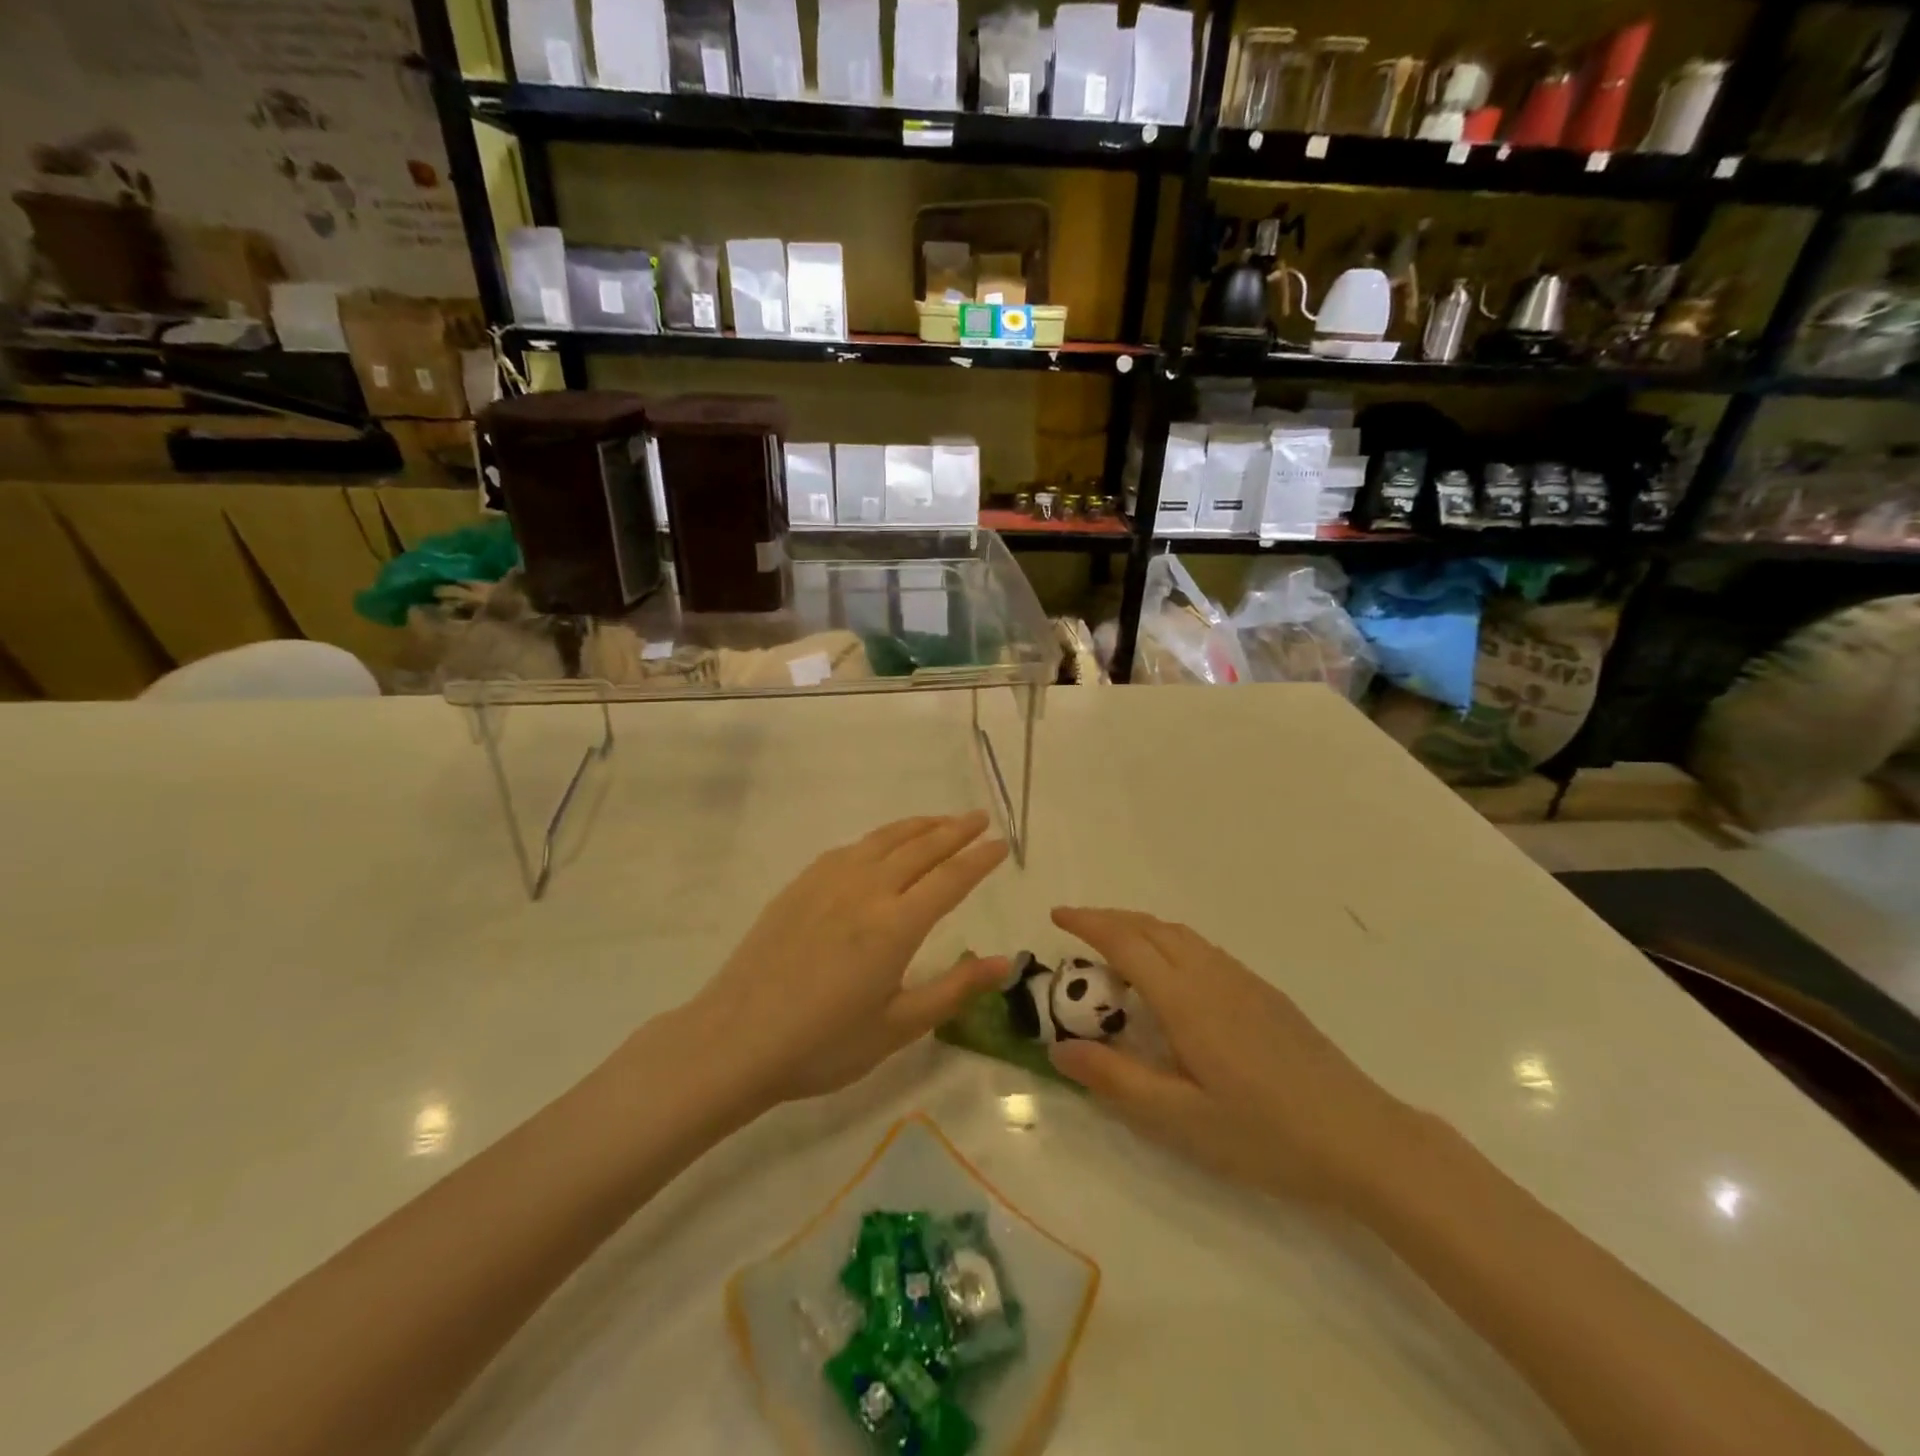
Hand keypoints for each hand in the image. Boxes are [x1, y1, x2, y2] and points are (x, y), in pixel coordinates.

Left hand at [685, 814, 1010, 1111]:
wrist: (735, 1040)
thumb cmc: (823, 1044)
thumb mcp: (898, 1027)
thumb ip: (954, 989)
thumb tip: (1003, 963)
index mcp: (896, 925)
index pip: (951, 878)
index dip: (980, 859)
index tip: (1003, 844)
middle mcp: (867, 890)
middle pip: (921, 847)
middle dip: (956, 830)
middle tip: (980, 818)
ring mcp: (829, 881)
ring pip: (884, 839)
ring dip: (919, 826)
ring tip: (941, 821)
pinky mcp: (801, 885)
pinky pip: (851, 848)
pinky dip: (879, 838)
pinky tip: (881, 846)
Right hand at [1047, 908, 1418, 1206]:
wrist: (1362, 1138)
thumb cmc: (1264, 1134)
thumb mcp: (1180, 1120)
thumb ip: (1116, 1080)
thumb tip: (1059, 1049)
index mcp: (1186, 1000)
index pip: (1126, 942)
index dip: (1088, 923)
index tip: (1056, 915)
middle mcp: (1212, 975)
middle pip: (1152, 927)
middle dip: (1109, 918)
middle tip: (1076, 927)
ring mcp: (1243, 980)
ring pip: (1180, 934)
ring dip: (1140, 927)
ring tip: (1115, 945)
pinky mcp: (1265, 993)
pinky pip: (1203, 948)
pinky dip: (1169, 941)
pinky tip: (1170, 974)